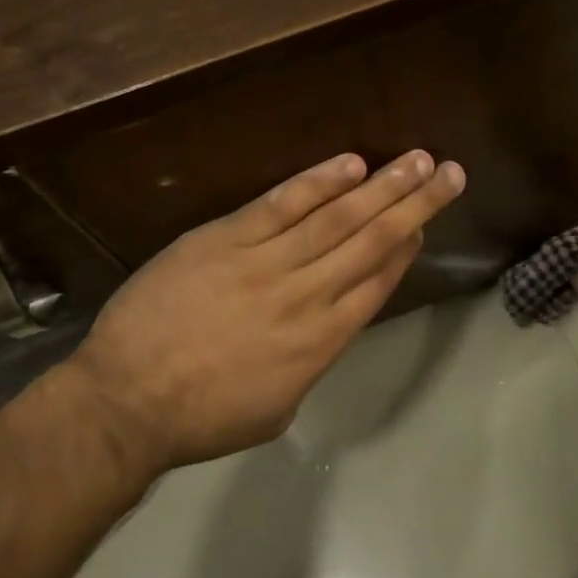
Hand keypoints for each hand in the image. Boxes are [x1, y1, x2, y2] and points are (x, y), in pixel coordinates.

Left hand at [72, 151, 465, 467]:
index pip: (377, 283)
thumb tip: (331, 320)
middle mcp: (306, 296)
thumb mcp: (276, 405)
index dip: (407, 247)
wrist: (125, 400)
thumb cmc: (202, 416)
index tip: (427, 221)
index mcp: (320, 343)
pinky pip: (281, 205)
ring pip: (337, 218)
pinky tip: (350, 163)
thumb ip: (311, 359)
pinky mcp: (225, 239)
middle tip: (451, 173)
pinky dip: (317, 183)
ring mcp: (265, 263)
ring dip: (381, 186)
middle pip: (372, 242)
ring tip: (417, 161)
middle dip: (415, 205)